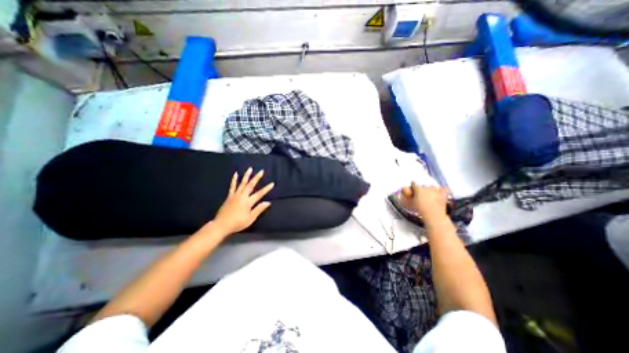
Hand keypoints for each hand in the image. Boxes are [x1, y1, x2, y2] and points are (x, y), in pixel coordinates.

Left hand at [213, 168, 274, 235]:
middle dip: (257, 178)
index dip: (266, 189)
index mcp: (248, 202)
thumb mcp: (250, 218)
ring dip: (246, 175)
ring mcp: (235, 195)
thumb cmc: (237, 223)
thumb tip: (268, 202)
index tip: (272, 184)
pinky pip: (232, 186)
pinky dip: (234, 180)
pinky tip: (236, 174)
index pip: (260, 194)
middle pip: (251, 185)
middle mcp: (242, 196)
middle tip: (261, 171)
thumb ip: (259, 209)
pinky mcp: (230, 196)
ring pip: (242, 183)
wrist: (221, 225)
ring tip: (250, 169)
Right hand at [400, 182, 448, 223]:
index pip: (414, 184)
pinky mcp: (443, 194)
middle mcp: (427, 188)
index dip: (413, 186)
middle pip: (423, 186)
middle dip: (422, 190)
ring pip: (432, 187)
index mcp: (418, 189)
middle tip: (421, 196)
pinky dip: (441, 190)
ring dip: (430, 190)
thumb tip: (410, 195)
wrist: (433, 215)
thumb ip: (410, 197)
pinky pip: (443, 189)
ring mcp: (436, 190)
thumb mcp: (412, 203)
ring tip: (430, 196)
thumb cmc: (421, 209)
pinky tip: (439, 193)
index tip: (412, 189)